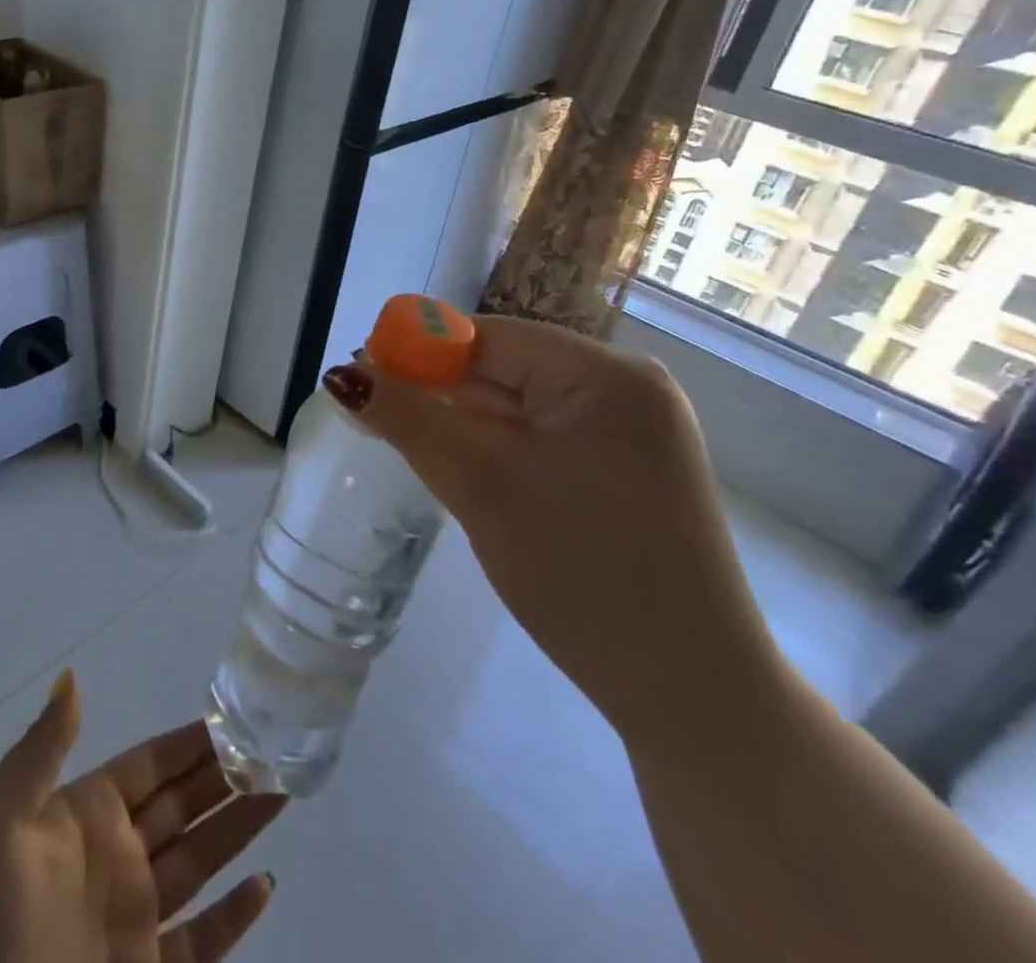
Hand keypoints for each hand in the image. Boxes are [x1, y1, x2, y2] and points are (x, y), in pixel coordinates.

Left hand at [0, 673, 283, 962]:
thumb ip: (42, 750)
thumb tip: (72, 677)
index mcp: (86, 815)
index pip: (151, 765)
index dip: (190, 742)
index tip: (234, 716)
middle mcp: (116, 858)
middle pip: (184, 806)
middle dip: (227, 777)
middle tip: (275, 748)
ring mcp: (132, 920)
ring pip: (201, 862)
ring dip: (241, 831)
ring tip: (283, 794)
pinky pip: (201, 944)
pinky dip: (234, 919)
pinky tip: (265, 887)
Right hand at [322, 317, 786, 751]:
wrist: (693, 697)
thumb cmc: (583, 575)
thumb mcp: (484, 488)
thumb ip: (410, 421)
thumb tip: (342, 373)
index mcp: (606, 375)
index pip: (489, 338)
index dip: (419, 353)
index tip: (362, 382)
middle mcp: (625, 388)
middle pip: (504, 369)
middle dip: (440, 394)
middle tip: (376, 421)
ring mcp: (630, 430)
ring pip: (519, 406)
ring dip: (465, 426)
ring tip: (415, 451)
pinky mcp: (624, 468)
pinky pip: (541, 438)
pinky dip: (497, 451)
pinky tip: (466, 474)